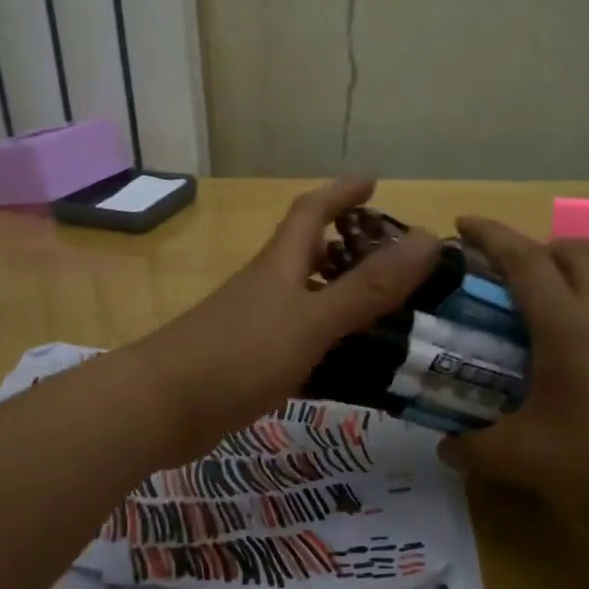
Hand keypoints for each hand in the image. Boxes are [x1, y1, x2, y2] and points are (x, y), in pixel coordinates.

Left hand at [130, 178, 439, 458]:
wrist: (161, 407)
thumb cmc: (239, 353)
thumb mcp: (311, 319)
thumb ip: (368, 286)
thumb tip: (427, 239)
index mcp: (281, 264)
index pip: (312, 210)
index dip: (342, 192)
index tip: (374, 182)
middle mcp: (268, 287)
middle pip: (311, 254)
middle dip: (351, 248)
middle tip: (398, 263)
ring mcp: (257, 325)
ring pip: (309, 301)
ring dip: (344, 300)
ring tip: (393, 316)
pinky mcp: (251, 363)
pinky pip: (301, 344)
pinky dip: (329, 347)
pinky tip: (354, 369)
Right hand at [439, 218, 588, 549]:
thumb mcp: (529, 462)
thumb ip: (476, 450)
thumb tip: (445, 448)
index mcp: (569, 327)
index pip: (523, 260)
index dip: (490, 236)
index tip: (463, 224)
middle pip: (575, 250)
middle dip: (538, 248)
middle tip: (514, 275)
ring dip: (583, 264)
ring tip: (563, 294)